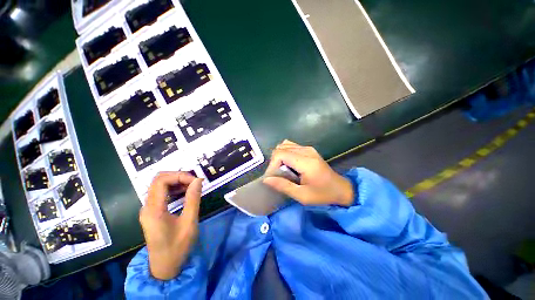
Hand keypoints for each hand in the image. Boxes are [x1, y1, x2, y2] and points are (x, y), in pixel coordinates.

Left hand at [139, 172, 203, 279]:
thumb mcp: (189, 222)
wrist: (164, 267)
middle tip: (194, 182)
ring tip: (192, 186)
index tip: (196, 181)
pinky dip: (174, 189)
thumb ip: (193, 199)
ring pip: (159, 185)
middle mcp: (147, 206)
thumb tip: (198, 180)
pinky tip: (185, 193)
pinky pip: (161, 193)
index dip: (179, 176)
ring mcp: (148, 209)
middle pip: (158, 180)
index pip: (161, 180)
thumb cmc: (177, 247)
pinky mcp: (152, 212)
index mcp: (154, 209)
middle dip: (178, 176)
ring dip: (176, 182)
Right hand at [263, 140, 353, 206]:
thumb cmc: (322, 194)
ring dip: (279, 156)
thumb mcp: (302, 195)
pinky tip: (288, 164)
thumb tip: (266, 179)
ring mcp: (308, 148)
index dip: (272, 164)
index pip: (280, 154)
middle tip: (277, 175)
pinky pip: (291, 146)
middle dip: (275, 161)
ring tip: (282, 169)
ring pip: (285, 145)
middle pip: (281, 148)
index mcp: (306, 162)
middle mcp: (306, 151)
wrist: (341, 189)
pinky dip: (285, 153)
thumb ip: (283, 186)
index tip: (272, 177)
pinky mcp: (309, 149)